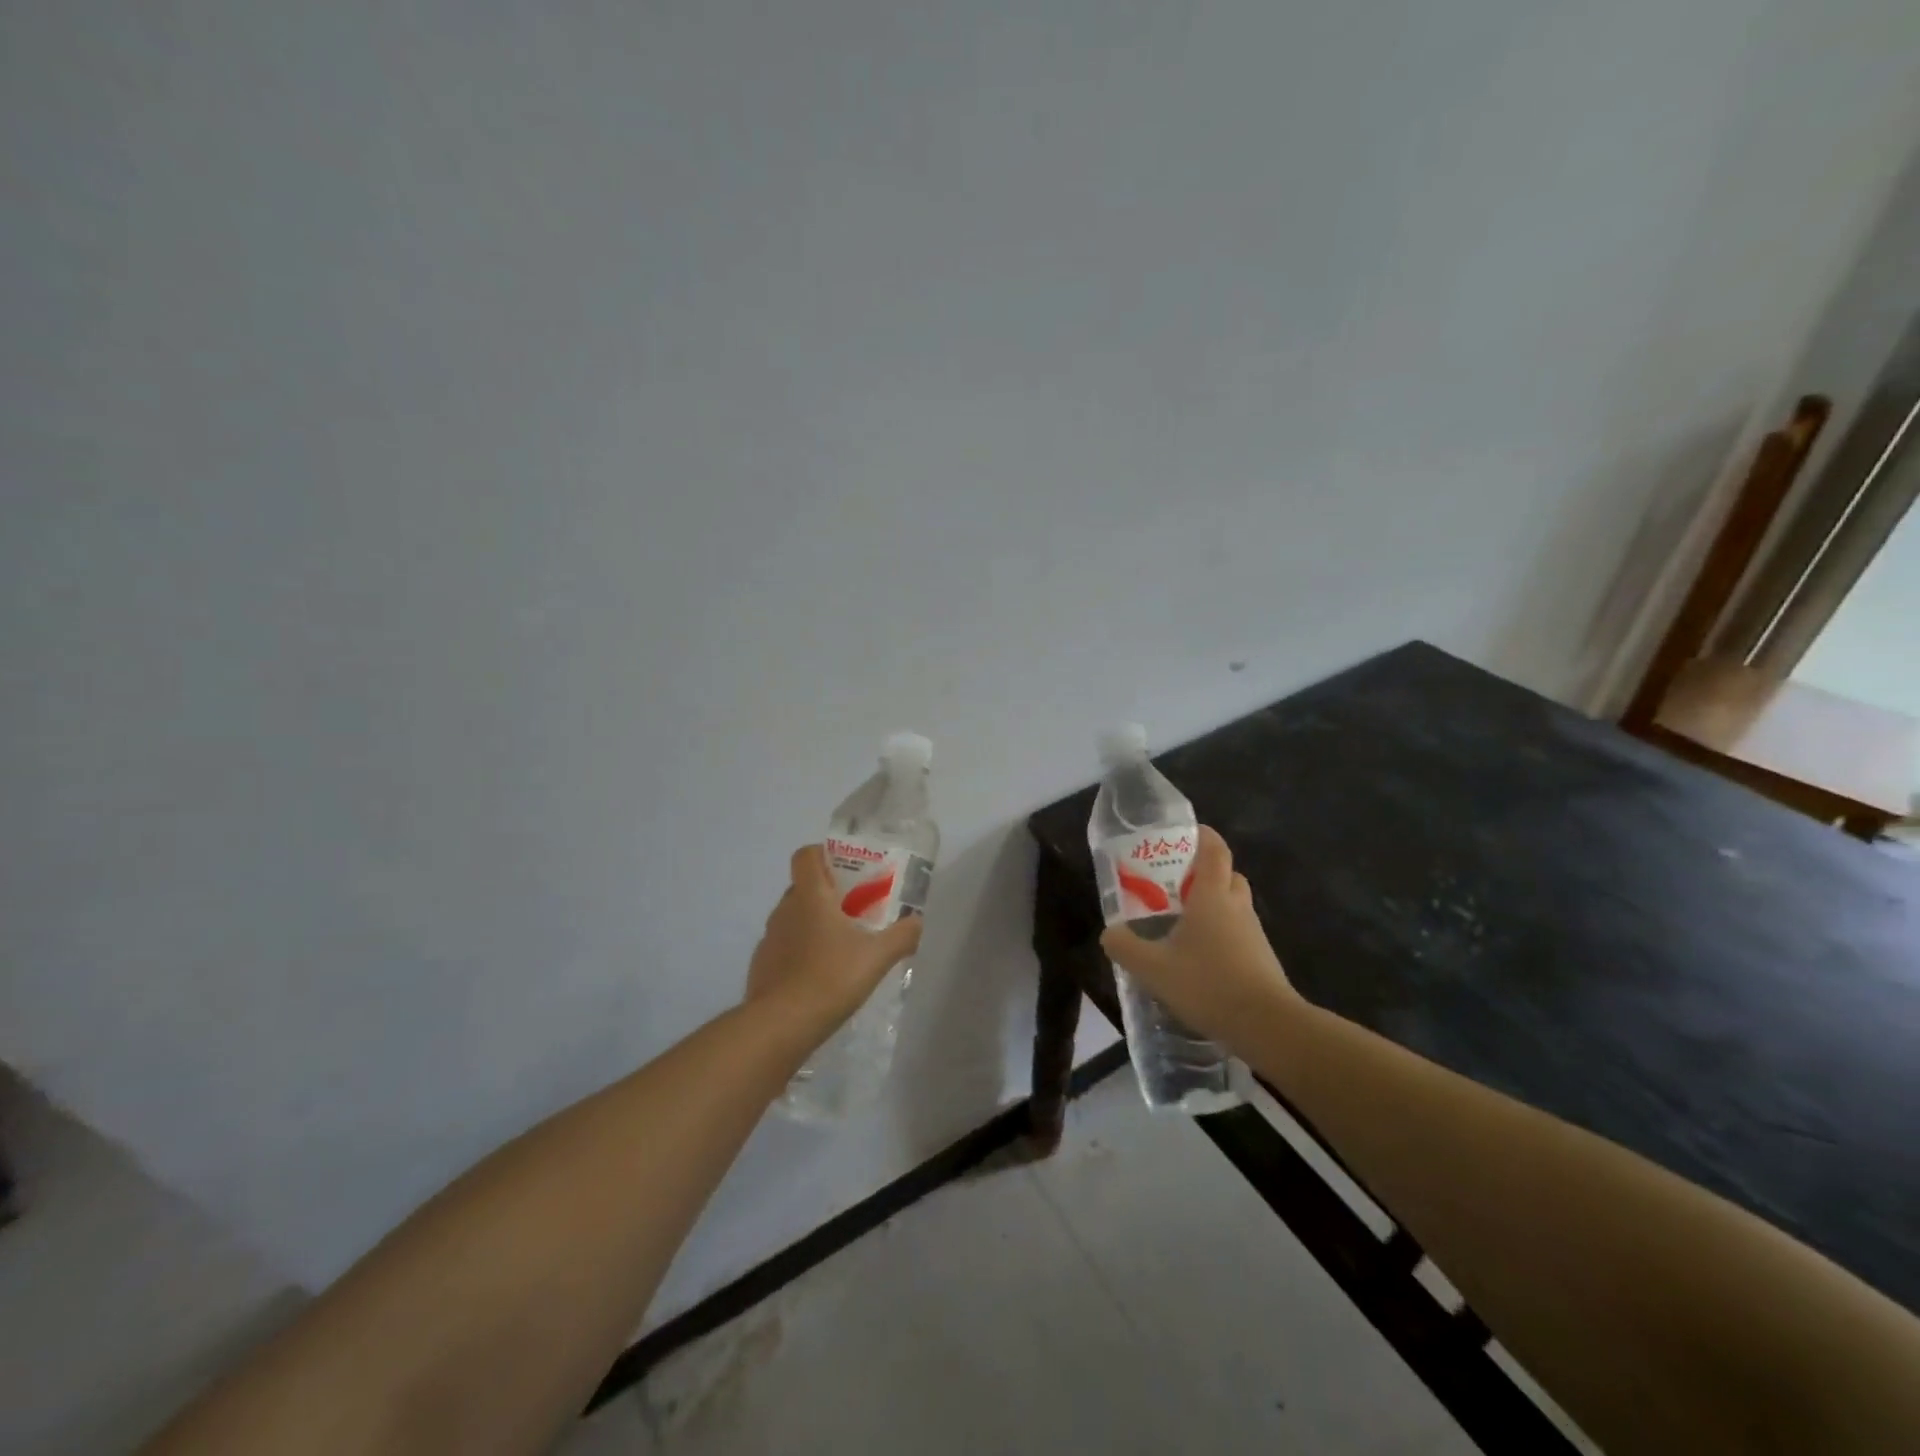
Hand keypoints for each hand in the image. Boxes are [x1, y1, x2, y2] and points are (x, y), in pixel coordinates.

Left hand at [747, 845, 922, 1038]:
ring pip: (793, 918)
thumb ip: (902, 936)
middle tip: (856, 910)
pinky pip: (784, 946)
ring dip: (814, 923)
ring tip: (841, 946)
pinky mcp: (762, 966)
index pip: (806, 855)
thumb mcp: (877, 957)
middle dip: (828, 893)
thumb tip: (918, 922)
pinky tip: (820, 975)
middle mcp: (785, 910)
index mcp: (810, 897)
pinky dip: (800, 952)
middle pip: (803, 887)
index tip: (846, 868)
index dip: (823, 854)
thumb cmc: (830, 978)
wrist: (780, 1026)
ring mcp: (769, 938)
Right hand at [1100, 826, 1298, 1045]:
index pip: (1215, 850)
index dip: (1203, 836)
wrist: (1267, 1026)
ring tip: (1182, 924)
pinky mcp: (1262, 959)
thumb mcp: (1153, 968)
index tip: (1185, 833)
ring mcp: (1254, 934)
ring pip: (1235, 905)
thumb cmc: (1208, 984)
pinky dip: (1222, 935)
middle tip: (1176, 884)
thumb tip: (1109, 933)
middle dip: (1205, 873)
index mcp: (1213, 897)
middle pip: (1228, 875)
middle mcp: (1237, 907)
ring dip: (1214, 906)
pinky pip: (1240, 933)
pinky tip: (1200, 959)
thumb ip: (1125, 947)